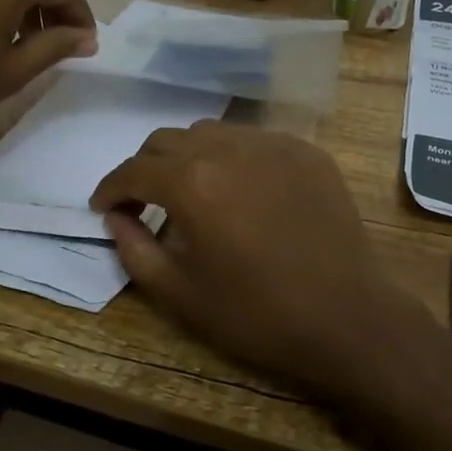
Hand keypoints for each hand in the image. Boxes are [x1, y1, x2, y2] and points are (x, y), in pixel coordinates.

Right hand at [89, 122, 431, 405]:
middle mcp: (229, 148)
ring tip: (192, 192)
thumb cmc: (257, 314)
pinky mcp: (307, 151)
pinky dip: (232, 157)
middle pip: (167, 140)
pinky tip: (240, 190)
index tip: (103, 207)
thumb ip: (134, 249)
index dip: (110, 188)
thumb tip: (116, 219)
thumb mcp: (180, 294)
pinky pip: (253, 140)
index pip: (134, 170)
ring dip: (187, 156)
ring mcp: (273, 144)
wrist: (348, 318)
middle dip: (145, 168)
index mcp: (192, 183)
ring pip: (210, 132)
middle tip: (144, 202)